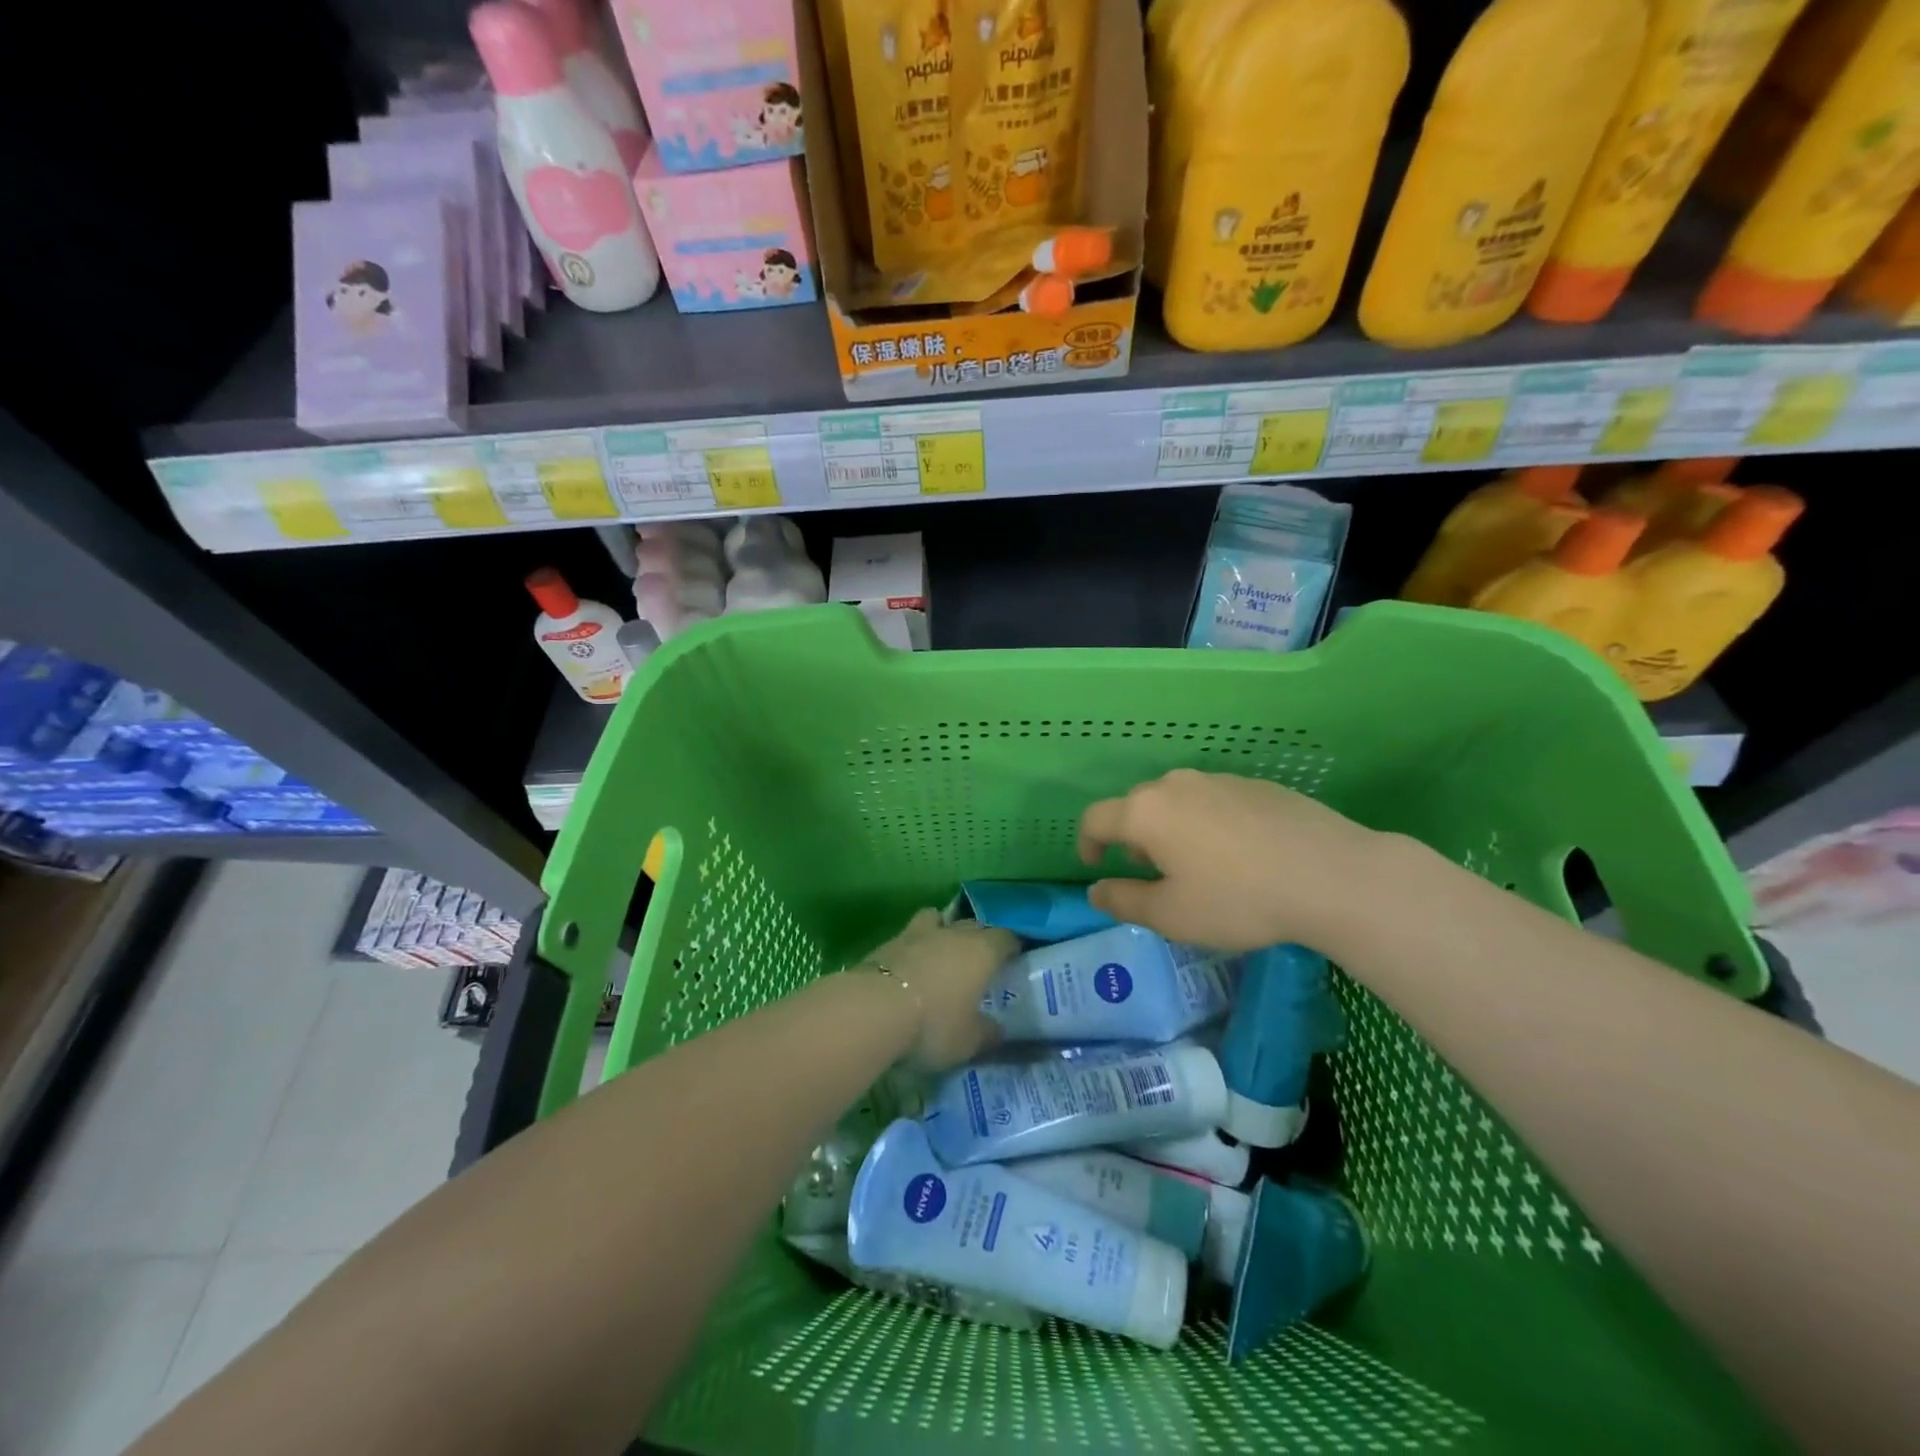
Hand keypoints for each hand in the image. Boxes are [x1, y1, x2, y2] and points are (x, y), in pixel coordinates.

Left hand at [861, 909, 1017, 1070]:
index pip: (1005, 937)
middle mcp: (953, 934)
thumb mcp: (968, 1041)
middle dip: (979, 937)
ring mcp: (918, 933)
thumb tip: (998, 1030)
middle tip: (980, 959)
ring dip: (942, 929)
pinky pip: (909, 935)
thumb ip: (987, 1033)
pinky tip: (910, 965)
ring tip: (941, 949)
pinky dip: (913, 946)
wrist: (874, 1009)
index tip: (1014, 957)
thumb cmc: (933, 1024)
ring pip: (937, 918)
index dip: (1011, 946)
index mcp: (982, 952)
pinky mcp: (888, 942)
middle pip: (973, 925)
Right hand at [1078, 769, 1387, 952]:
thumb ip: (1123, 901)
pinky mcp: (1257, 785)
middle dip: (1133, 838)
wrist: (1332, 875)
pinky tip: (1239, 855)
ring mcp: (1220, 779)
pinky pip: (1215, 801)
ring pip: (1178, 801)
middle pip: (1137, 806)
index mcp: (1146, 812)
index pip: (1096, 819)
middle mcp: (1176, 784)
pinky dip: (1209, 823)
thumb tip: (1095, 891)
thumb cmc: (1238, 899)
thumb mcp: (1171, 915)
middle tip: (1151, 874)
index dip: (1086, 843)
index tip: (1094, 866)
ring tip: (1197, 865)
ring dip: (1171, 829)